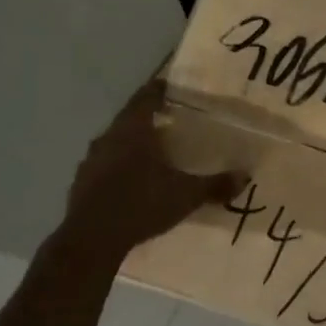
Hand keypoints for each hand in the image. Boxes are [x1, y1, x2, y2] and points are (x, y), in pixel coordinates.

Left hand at [63, 78, 240, 256]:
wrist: (90, 239)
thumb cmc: (141, 204)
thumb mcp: (185, 195)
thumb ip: (214, 185)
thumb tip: (245, 175)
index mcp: (134, 129)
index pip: (146, 97)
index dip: (158, 89)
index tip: (169, 86)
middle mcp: (109, 137)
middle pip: (129, 118)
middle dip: (148, 118)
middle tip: (168, 120)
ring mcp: (91, 160)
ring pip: (114, 142)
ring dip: (131, 143)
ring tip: (151, 152)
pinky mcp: (81, 183)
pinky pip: (103, 166)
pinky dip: (118, 167)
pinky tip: (130, 182)